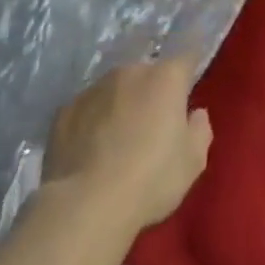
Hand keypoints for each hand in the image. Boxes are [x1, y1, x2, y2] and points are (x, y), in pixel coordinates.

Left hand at [42, 58, 211, 231]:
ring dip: (120, 105)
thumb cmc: (150, 179)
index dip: (189, 70)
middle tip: (152, 126)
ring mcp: (93, 89)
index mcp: (166, 77)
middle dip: (151, 92)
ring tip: (116, 141)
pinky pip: (87, 110)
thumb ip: (199, 130)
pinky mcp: (64, 111)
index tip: (187, 88)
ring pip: (115, 90)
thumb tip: (195, 114)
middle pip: (147, 74)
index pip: (186, 57)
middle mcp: (130, 72)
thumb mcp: (193, 162)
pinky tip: (90, 151)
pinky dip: (92, 122)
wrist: (85, 206)